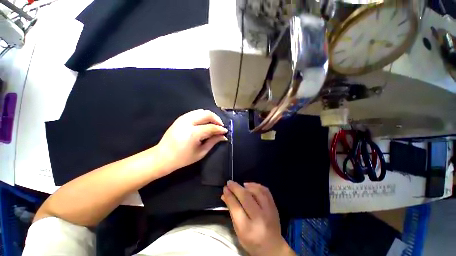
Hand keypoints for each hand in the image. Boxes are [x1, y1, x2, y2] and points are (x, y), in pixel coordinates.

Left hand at [156, 109, 227, 172]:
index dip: (220, 129)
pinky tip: (205, 123)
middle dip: (216, 119)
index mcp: (193, 133)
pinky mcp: (180, 118)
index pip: (211, 127)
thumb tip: (224, 136)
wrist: (162, 157)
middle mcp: (188, 122)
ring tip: (214, 124)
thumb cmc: (183, 158)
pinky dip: (203, 116)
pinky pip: (195, 113)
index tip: (225, 131)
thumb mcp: (201, 152)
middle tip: (220, 127)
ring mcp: (183, 118)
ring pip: (201, 111)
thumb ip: (213, 142)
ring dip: (210, 116)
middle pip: (207, 114)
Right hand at [222, 181, 294, 255]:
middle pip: (246, 197)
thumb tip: (224, 195)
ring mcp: (269, 211)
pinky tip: (250, 186)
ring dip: (247, 185)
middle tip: (229, 183)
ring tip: (241, 185)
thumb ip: (232, 212)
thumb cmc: (252, 241)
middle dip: (236, 188)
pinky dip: (256, 185)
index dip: (229, 196)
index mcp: (248, 229)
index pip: (236, 207)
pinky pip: (265, 191)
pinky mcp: (274, 206)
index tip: (224, 188)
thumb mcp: (238, 231)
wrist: (273, 247)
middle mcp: (260, 218)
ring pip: (257, 191)